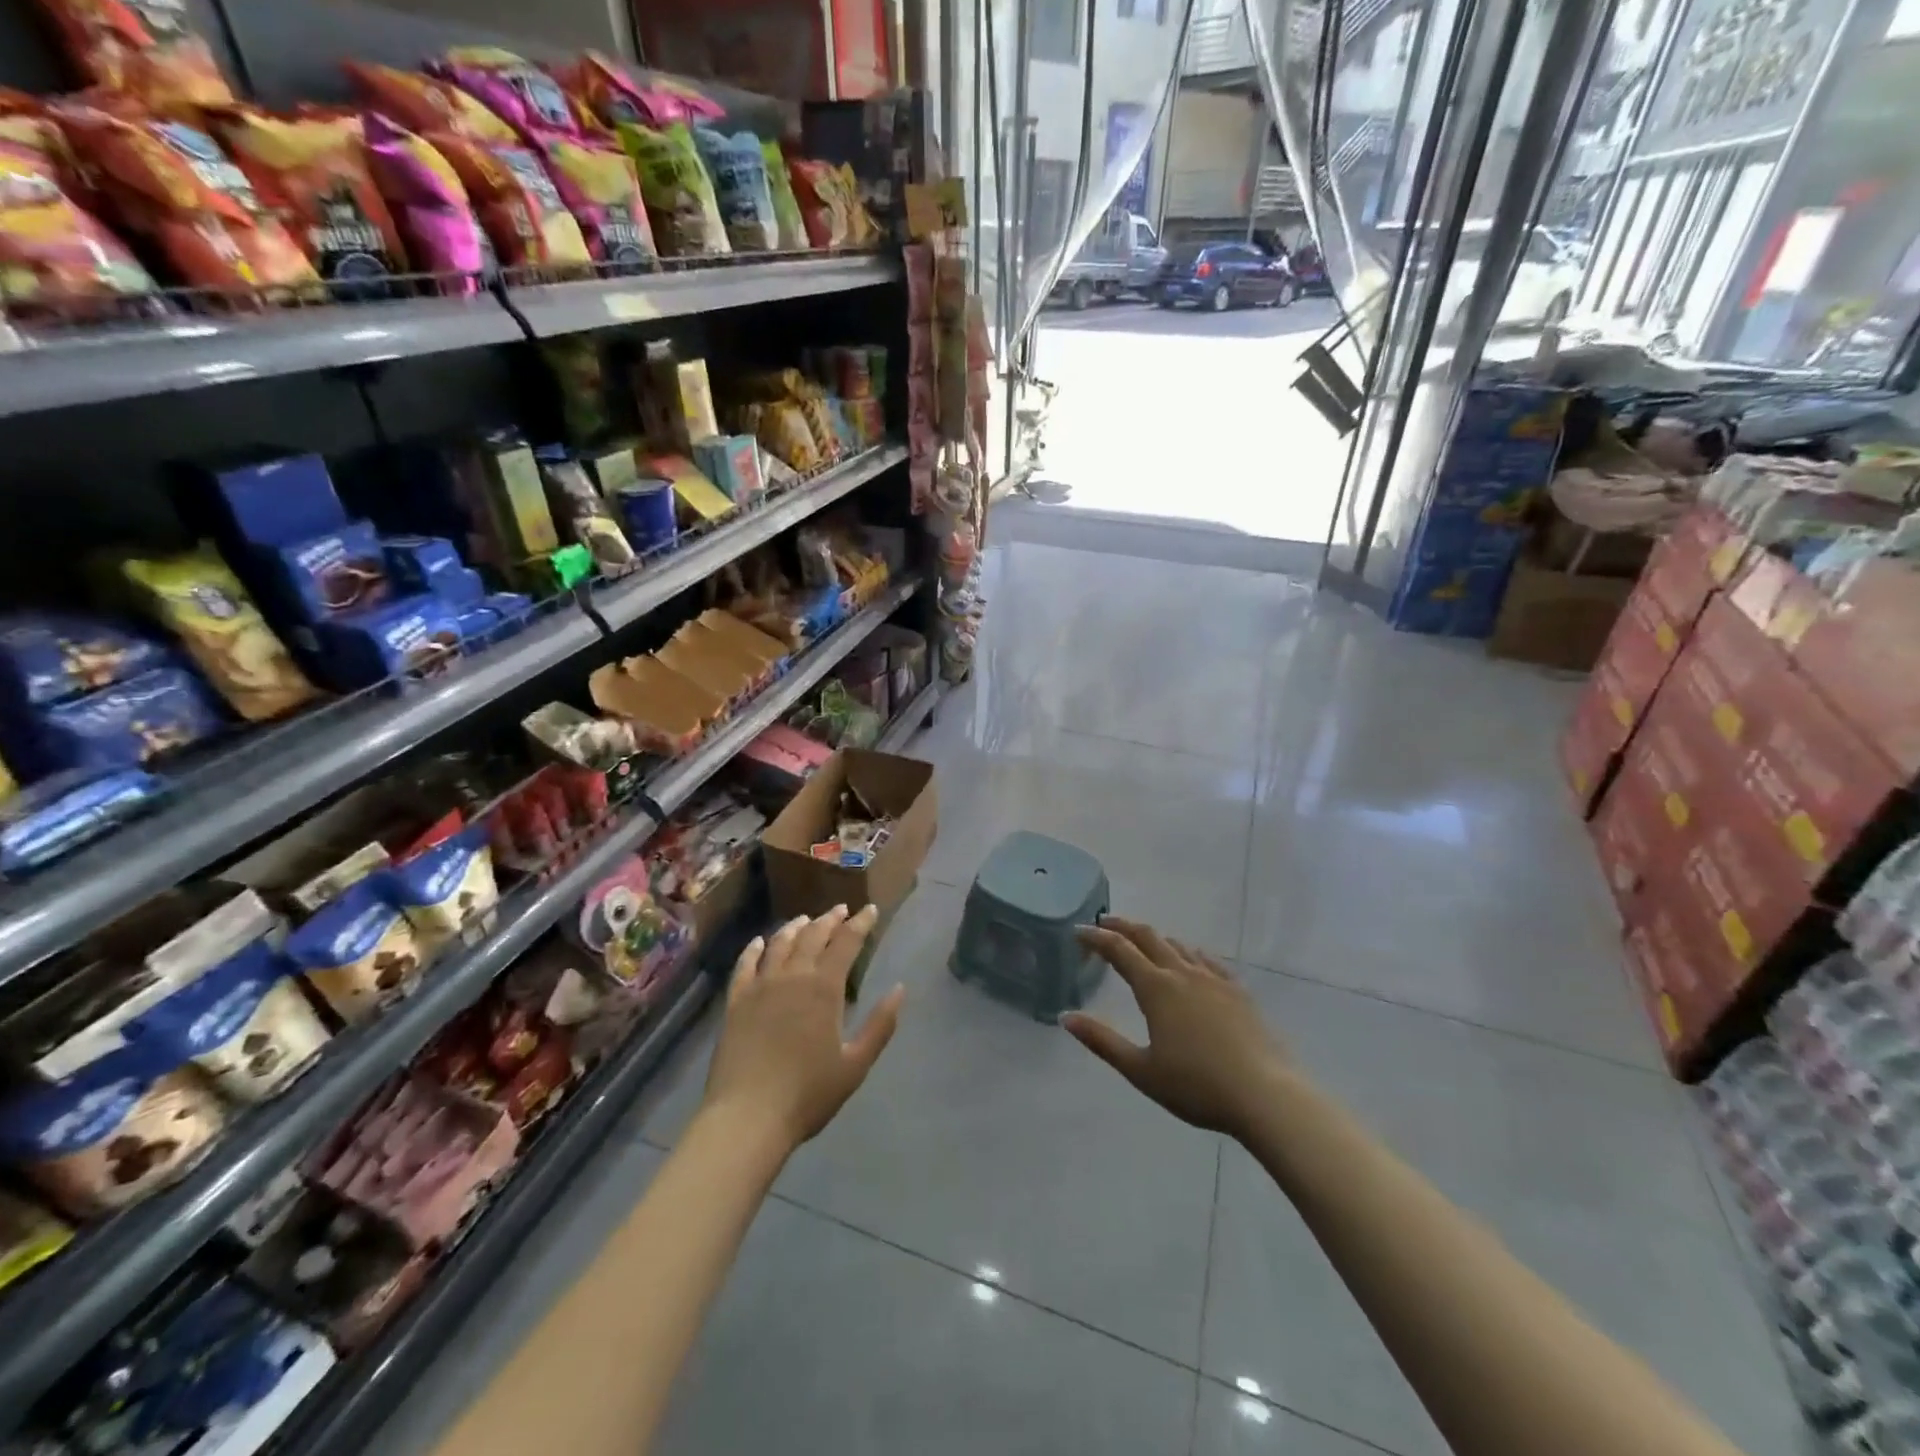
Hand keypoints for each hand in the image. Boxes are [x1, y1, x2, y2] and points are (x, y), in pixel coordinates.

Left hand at [701, 905, 905, 1152]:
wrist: (747, 1117)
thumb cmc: (808, 1094)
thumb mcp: (855, 1065)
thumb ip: (880, 1025)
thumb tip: (900, 989)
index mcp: (824, 988)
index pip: (846, 943)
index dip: (860, 924)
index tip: (871, 909)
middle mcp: (792, 976)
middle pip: (813, 936)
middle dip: (830, 919)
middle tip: (841, 910)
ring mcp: (760, 986)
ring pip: (779, 944)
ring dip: (796, 927)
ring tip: (806, 920)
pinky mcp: (736, 1001)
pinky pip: (745, 964)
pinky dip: (754, 948)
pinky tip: (760, 942)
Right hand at [1064, 917, 1289, 1139]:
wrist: (1265, 1096)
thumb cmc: (1197, 1086)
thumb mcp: (1140, 1070)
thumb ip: (1102, 1041)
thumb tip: (1066, 1017)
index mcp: (1156, 988)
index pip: (1119, 951)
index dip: (1096, 938)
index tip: (1079, 931)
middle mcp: (1183, 973)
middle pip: (1148, 937)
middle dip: (1123, 927)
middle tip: (1105, 923)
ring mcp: (1214, 979)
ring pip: (1179, 945)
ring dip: (1155, 938)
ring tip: (1143, 942)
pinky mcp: (1239, 991)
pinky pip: (1208, 960)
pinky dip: (1189, 953)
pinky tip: (1192, 960)